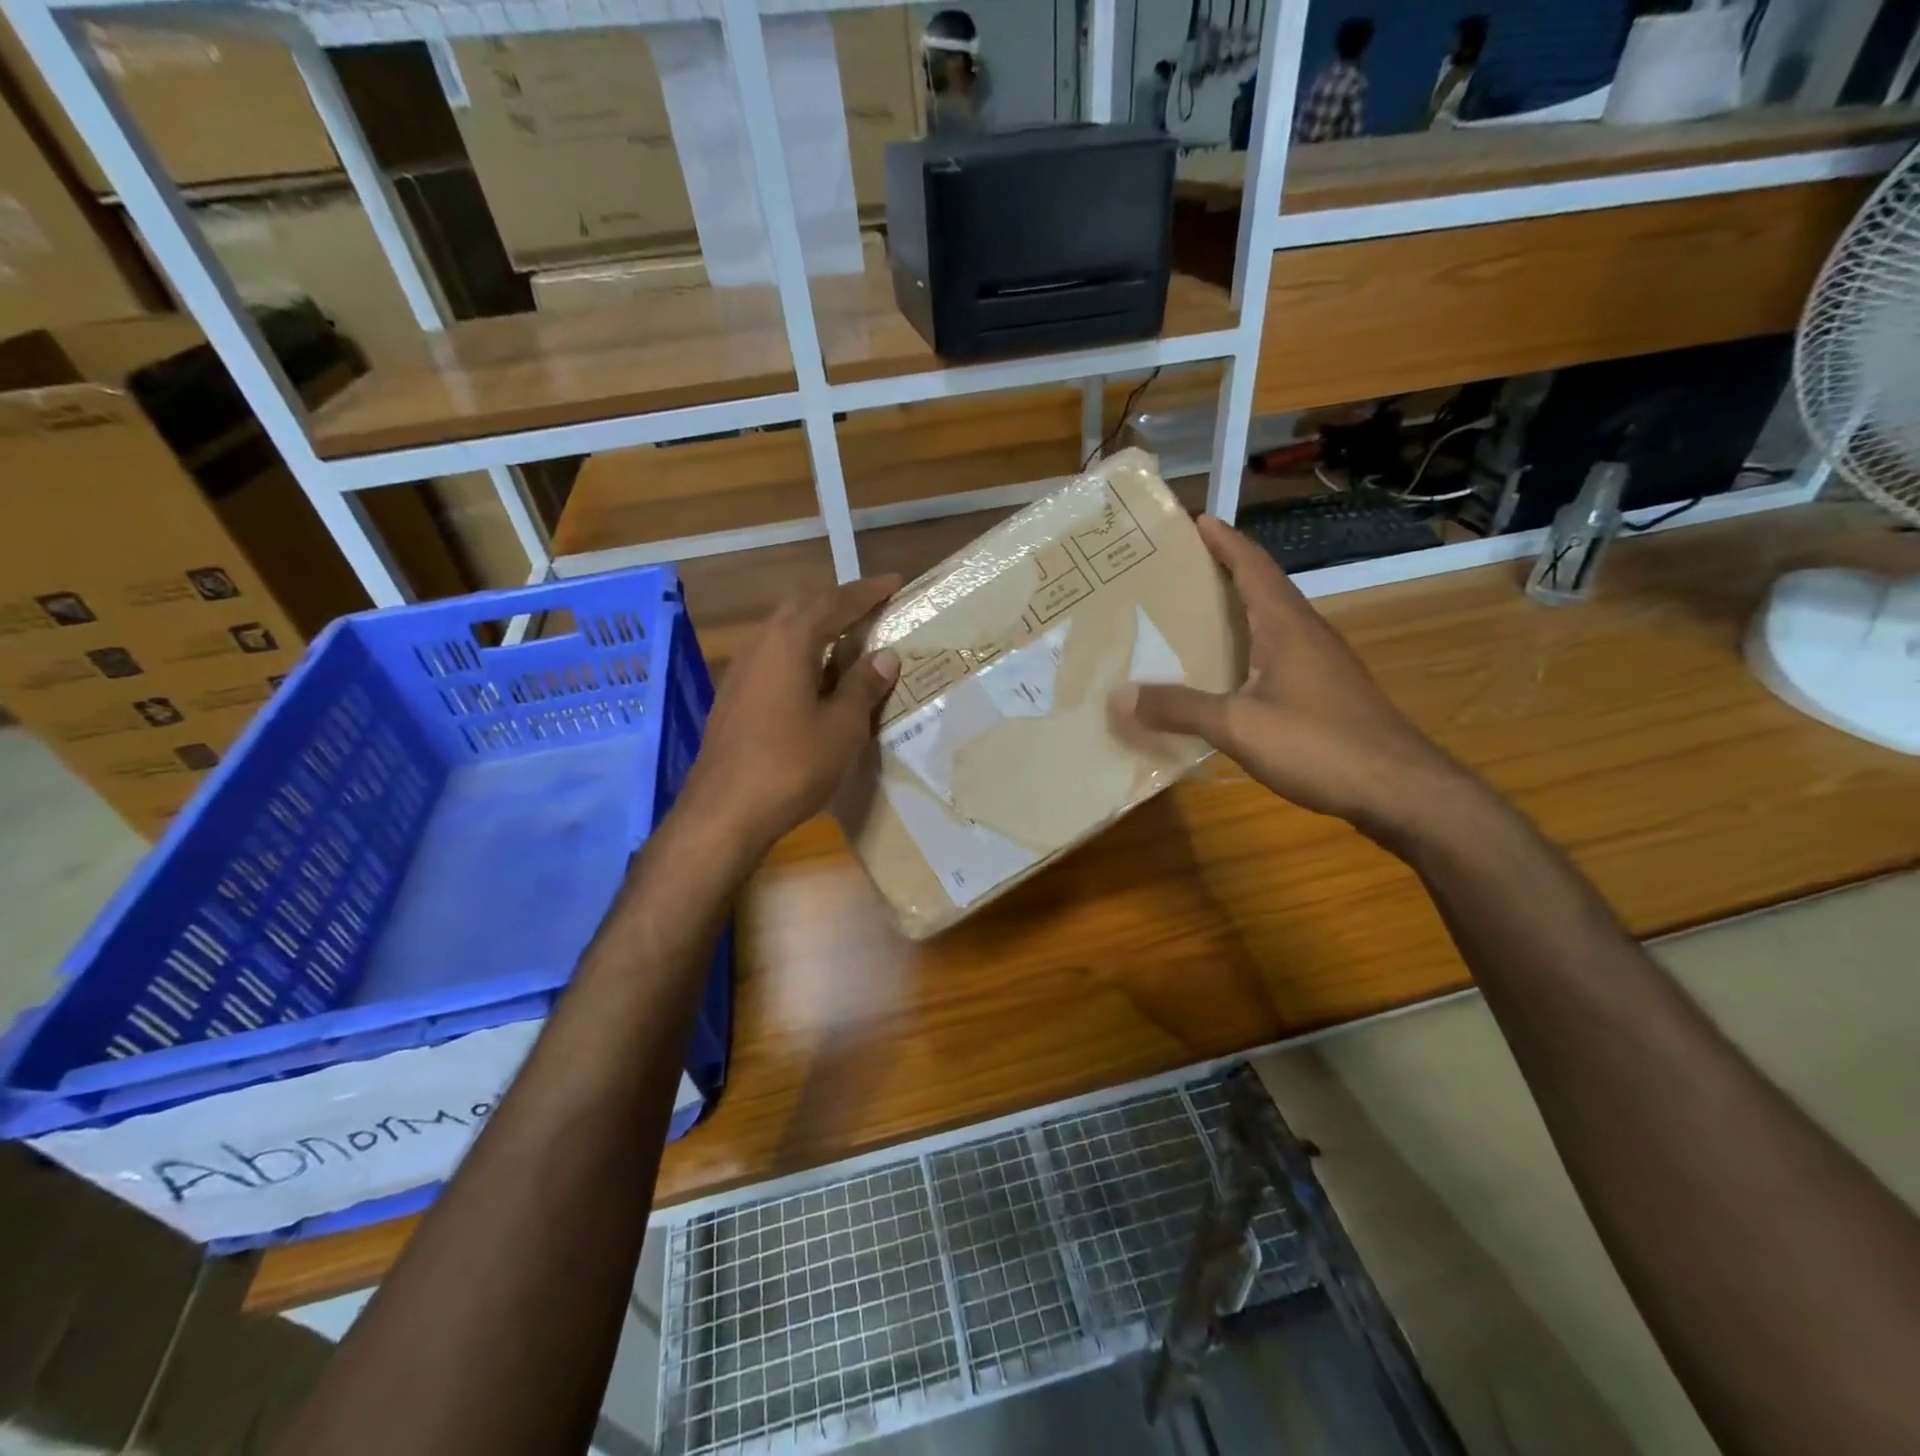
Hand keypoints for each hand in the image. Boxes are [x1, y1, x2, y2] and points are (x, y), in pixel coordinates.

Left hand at [678, 577, 901, 857]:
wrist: (724, 812)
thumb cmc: (791, 765)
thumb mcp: (842, 727)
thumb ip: (863, 686)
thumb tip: (884, 656)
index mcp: (789, 642)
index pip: (834, 602)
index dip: (867, 592)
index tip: (895, 582)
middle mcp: (760, 645)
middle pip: (802, 607)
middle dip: (838, 602)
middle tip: (872, 608)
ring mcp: (741, 671)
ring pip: (783, 631)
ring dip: (817, 627)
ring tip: (848, 638)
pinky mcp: (734, 696)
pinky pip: (773, 656)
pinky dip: (800, 652)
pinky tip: (815, 677)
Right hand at [1111, 515, 1478, 843]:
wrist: (1401, 790)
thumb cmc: (1321, 745)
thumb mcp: (1239, 726)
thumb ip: (1180, 709)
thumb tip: (1120, 696)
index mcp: (1287, 626)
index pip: (1253, 567)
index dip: (1224, 541)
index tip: (1195, 520)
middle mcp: (1307, 634)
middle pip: (1261, 588)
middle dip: (1222, 573)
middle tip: (1176, 572)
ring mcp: (1322, 663)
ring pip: (1270, 623)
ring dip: (1235, 612)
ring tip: (1190, 618)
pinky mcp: (1326, 692)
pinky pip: (1277, 654)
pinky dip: (1246, 649)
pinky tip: (1225, 675)